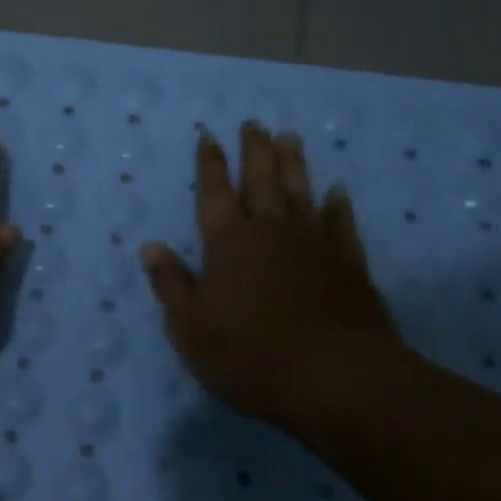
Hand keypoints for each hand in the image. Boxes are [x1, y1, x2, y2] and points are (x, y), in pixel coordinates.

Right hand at [140, 123, 415, 430]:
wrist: (332, 377)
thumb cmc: (248, 355)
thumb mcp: (190, 327)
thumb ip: (171, 284)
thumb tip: (151, 246)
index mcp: (228, 243)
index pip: (214, 194)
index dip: (210, 165)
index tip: (209, 137)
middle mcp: (270, 231)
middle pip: (261, 180)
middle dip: (254, 151)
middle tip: (253, 123)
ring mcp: (314, 244)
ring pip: (301, 191)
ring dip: (294, 164)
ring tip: (290, 137)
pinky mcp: (349, 263)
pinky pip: (342, 223)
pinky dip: (338, 205)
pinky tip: (337, 192)